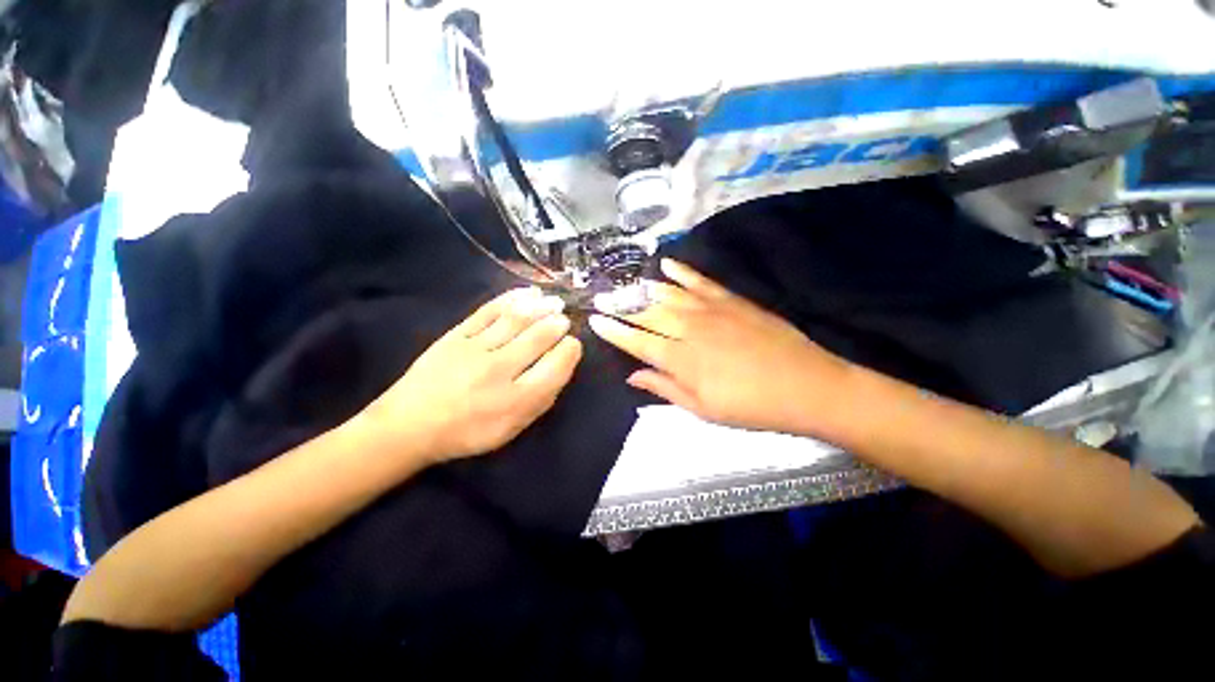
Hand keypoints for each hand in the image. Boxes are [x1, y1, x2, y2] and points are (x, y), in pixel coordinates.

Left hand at [361, 288, 582, 463]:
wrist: (410, 425)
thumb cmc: (468, 432)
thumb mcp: (512, 429)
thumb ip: (541, 400)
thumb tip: (561, 365)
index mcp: (517, 400)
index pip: (556, 366)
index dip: (570, 351)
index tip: (573, 344)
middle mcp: (500, 371)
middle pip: (539, 338)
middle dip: (558, 325)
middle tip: (564, 319)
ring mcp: (476, 349)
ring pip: (517, 320)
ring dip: (541, 307)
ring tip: (554, 302)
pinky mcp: (456, 335)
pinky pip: (489, 311)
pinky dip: (512, 299)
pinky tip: (528, 293)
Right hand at [589, 259, 850, 434]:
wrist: (807, 386)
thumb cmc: (751, 406)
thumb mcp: (703, 409)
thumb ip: (665, 388)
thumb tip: (632, 376)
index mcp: (681, 359)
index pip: (637, 341)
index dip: (614, 331)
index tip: (594, 320)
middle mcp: (689, 328)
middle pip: (647, 313)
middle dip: (620, 306)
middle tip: (601, 297)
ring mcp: (711, 310)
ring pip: (668, 294)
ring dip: (643, 288)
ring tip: (624, 284)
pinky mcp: (731, 300)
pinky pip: (700, 281)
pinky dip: (681, 271)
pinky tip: (665, 263)